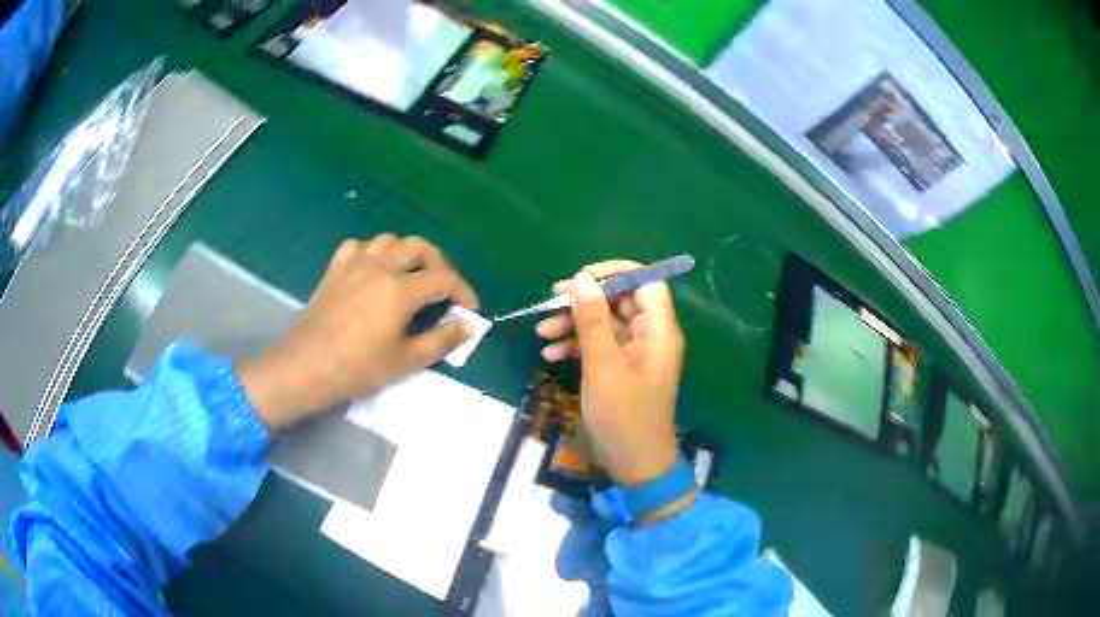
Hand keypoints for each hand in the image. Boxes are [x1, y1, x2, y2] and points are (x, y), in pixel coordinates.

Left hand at [237, 234, 478, 430]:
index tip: (470, 311)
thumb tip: (469, 326)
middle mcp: (380, 267)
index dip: (463, 292)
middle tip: (444, 290)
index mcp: (400, 289)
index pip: (444, 279)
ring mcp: (354, 264)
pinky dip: (373, 253)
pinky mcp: (334, 270)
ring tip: (411, 277)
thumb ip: (442, 340)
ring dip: (407, 254)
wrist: (307, 368)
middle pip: (420, 247)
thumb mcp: (406, 361)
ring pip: (389, 240)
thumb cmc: (358, 369)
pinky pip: (358, 247)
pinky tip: (373, 270)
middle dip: (440, 264)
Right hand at [536, 261, 687, 512]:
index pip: (645, 281)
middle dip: (585, 299)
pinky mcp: (620, 369)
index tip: (580, 278)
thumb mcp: (603, 365)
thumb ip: (592, 320)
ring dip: (574, 323)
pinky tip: (550, 354)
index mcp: (658, 329)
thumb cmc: (623, 415)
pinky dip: (576, 345)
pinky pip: (599, 345)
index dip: (615, 272)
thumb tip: (581, 279)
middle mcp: (650, 335)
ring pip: (605, 322)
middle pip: (620, 299)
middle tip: (551, 301)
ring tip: (541, 332)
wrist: (634, 463)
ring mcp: (634, 353)